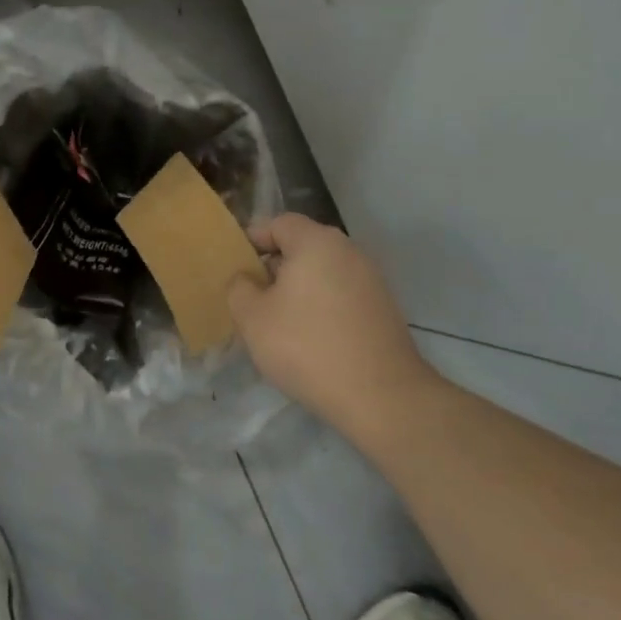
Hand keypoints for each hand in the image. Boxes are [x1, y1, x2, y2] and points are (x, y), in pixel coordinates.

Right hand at [227, 214, 439, 439]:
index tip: (237, 269)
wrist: (380, 396)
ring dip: (299, 289)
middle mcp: (348, 250)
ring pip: (323, 272)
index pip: (278, 223)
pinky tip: (312, 338)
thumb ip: (239, 288)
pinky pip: (341, 294)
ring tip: (280, 322)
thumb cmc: (307, 346)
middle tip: (254, 298)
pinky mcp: (383, 307)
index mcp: (316, 241)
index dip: (252, 241)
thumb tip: (245, 279)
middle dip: (275, 267)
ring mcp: (371, 279)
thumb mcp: (252, 318)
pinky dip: (322, 306)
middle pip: (302, 246)